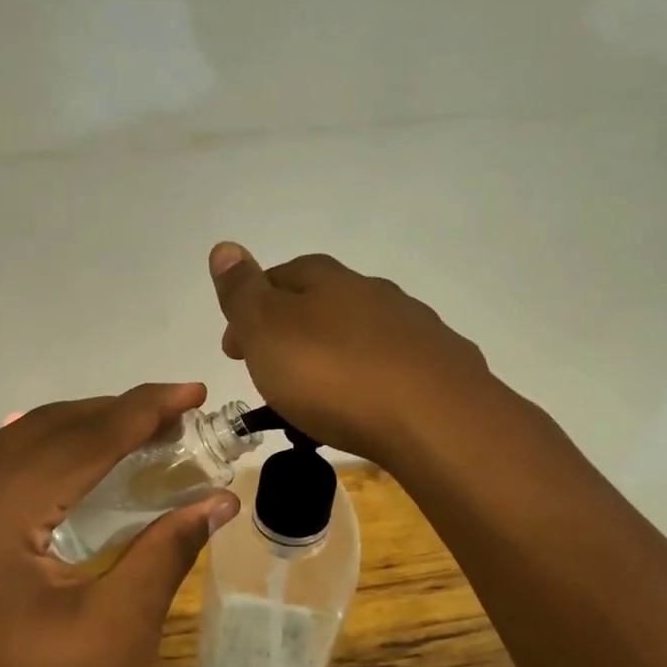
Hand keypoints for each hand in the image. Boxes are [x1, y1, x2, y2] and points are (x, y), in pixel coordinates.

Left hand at [0, 384, 236, 666]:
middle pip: (44, 430)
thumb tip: (220, 499)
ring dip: (79, 433)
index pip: (81, 439)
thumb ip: (168, 547)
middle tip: (175, 415)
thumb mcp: (120, 626)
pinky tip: (82, 466)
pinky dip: (43, 460)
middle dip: (113, 415)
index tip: (192, 391)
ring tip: (140, 433)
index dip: (143, 410)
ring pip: (13, 445)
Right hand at [209, 243, 491, 463]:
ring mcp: (414, 328)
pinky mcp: (442, 366)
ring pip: (361, 335)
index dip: (251, 308)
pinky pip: (394, 368)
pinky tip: (369, 408)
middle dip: (293, 333)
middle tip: (272, 375)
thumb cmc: (333, 375)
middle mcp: (373, 293)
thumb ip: (242, 292)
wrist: (434, 419)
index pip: (280, 276)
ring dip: (334, 357)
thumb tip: (224, 247)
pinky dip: (373, 381)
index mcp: (327, 281)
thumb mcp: (267, 331)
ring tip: (319, 400)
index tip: (234, 350)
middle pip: (323, 304)